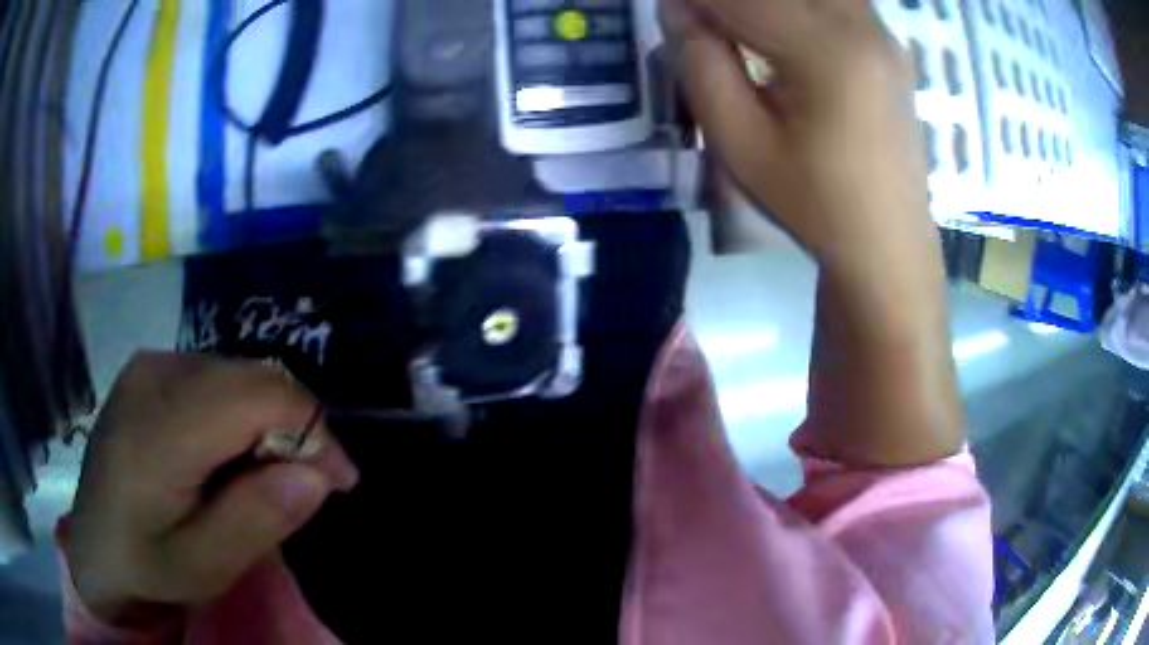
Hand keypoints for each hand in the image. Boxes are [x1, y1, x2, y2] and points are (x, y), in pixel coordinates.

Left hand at [66, 353, 358, 626]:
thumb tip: (316, 473)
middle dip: (294, 429)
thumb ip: (256, 520)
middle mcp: (155, 373)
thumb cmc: (145, 566)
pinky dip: (242, 414)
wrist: (93, 546)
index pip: (260, 393)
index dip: (312, 430)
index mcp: (159, 427)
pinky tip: (228, 456)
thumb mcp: (203, 568)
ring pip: (240, 374)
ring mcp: (150, 364)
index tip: (337, 482)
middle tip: (302, 488)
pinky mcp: (150, 369)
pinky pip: (217, 377)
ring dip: (268, 423)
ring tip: (262, 478)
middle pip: (253, 378)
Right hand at [663, 0, 934, 273]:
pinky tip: (780, 33)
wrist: (887, 244)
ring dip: (765, 2)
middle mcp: (863, 26)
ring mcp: (884, 34)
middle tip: (704, 21)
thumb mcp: (741, 143)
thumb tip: (678, 7)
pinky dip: (799, 7)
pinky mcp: (890, 46)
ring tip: (738, 28)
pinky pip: (837, 0)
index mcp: (827, 52)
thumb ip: (701, 63)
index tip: (669, 8)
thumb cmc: (814, 204)